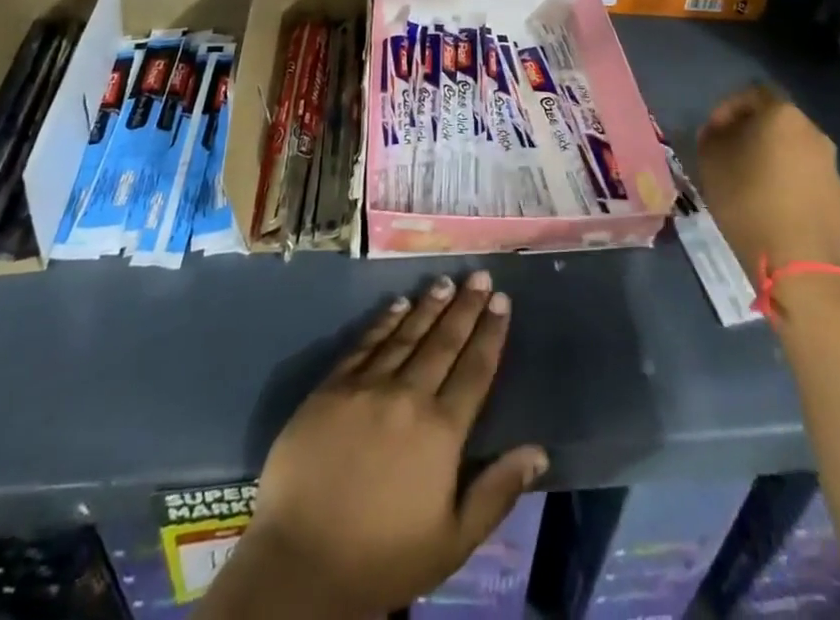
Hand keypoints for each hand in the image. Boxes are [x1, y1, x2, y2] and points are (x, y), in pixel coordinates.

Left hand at [204, 272, 547, 619]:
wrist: (300, 563)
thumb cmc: (382, 559)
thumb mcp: (452, 541)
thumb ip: (496, 492)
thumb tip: (539, 452)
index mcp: (441, 431)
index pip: (475, 370)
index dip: (491, 333)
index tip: (502, 301)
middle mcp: (408, 396)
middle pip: (444, 342)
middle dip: (465, 306)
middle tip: (480, 276)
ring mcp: (367, 387)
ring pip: (406, 334)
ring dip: (429, 305)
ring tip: (446, 281)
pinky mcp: (332, 387)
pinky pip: (365, 344)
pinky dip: (385, 321)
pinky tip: (398, 304)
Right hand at [696, 86, 839, 275]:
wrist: (800, 265)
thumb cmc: (749, 202)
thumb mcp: (712, 162)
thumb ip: (712, 136)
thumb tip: (720, 131)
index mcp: (783, 116)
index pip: (751, 94)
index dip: (726, 109)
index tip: (710, 132)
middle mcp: (813, 133)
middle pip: (775, 122)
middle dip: (749, 133)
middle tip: (726, 155)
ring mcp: (831, 166)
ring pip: (793, 150)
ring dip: (770, 159)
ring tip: (747, 183)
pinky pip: (806, 178)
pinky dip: (787, 183)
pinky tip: (771, 206)